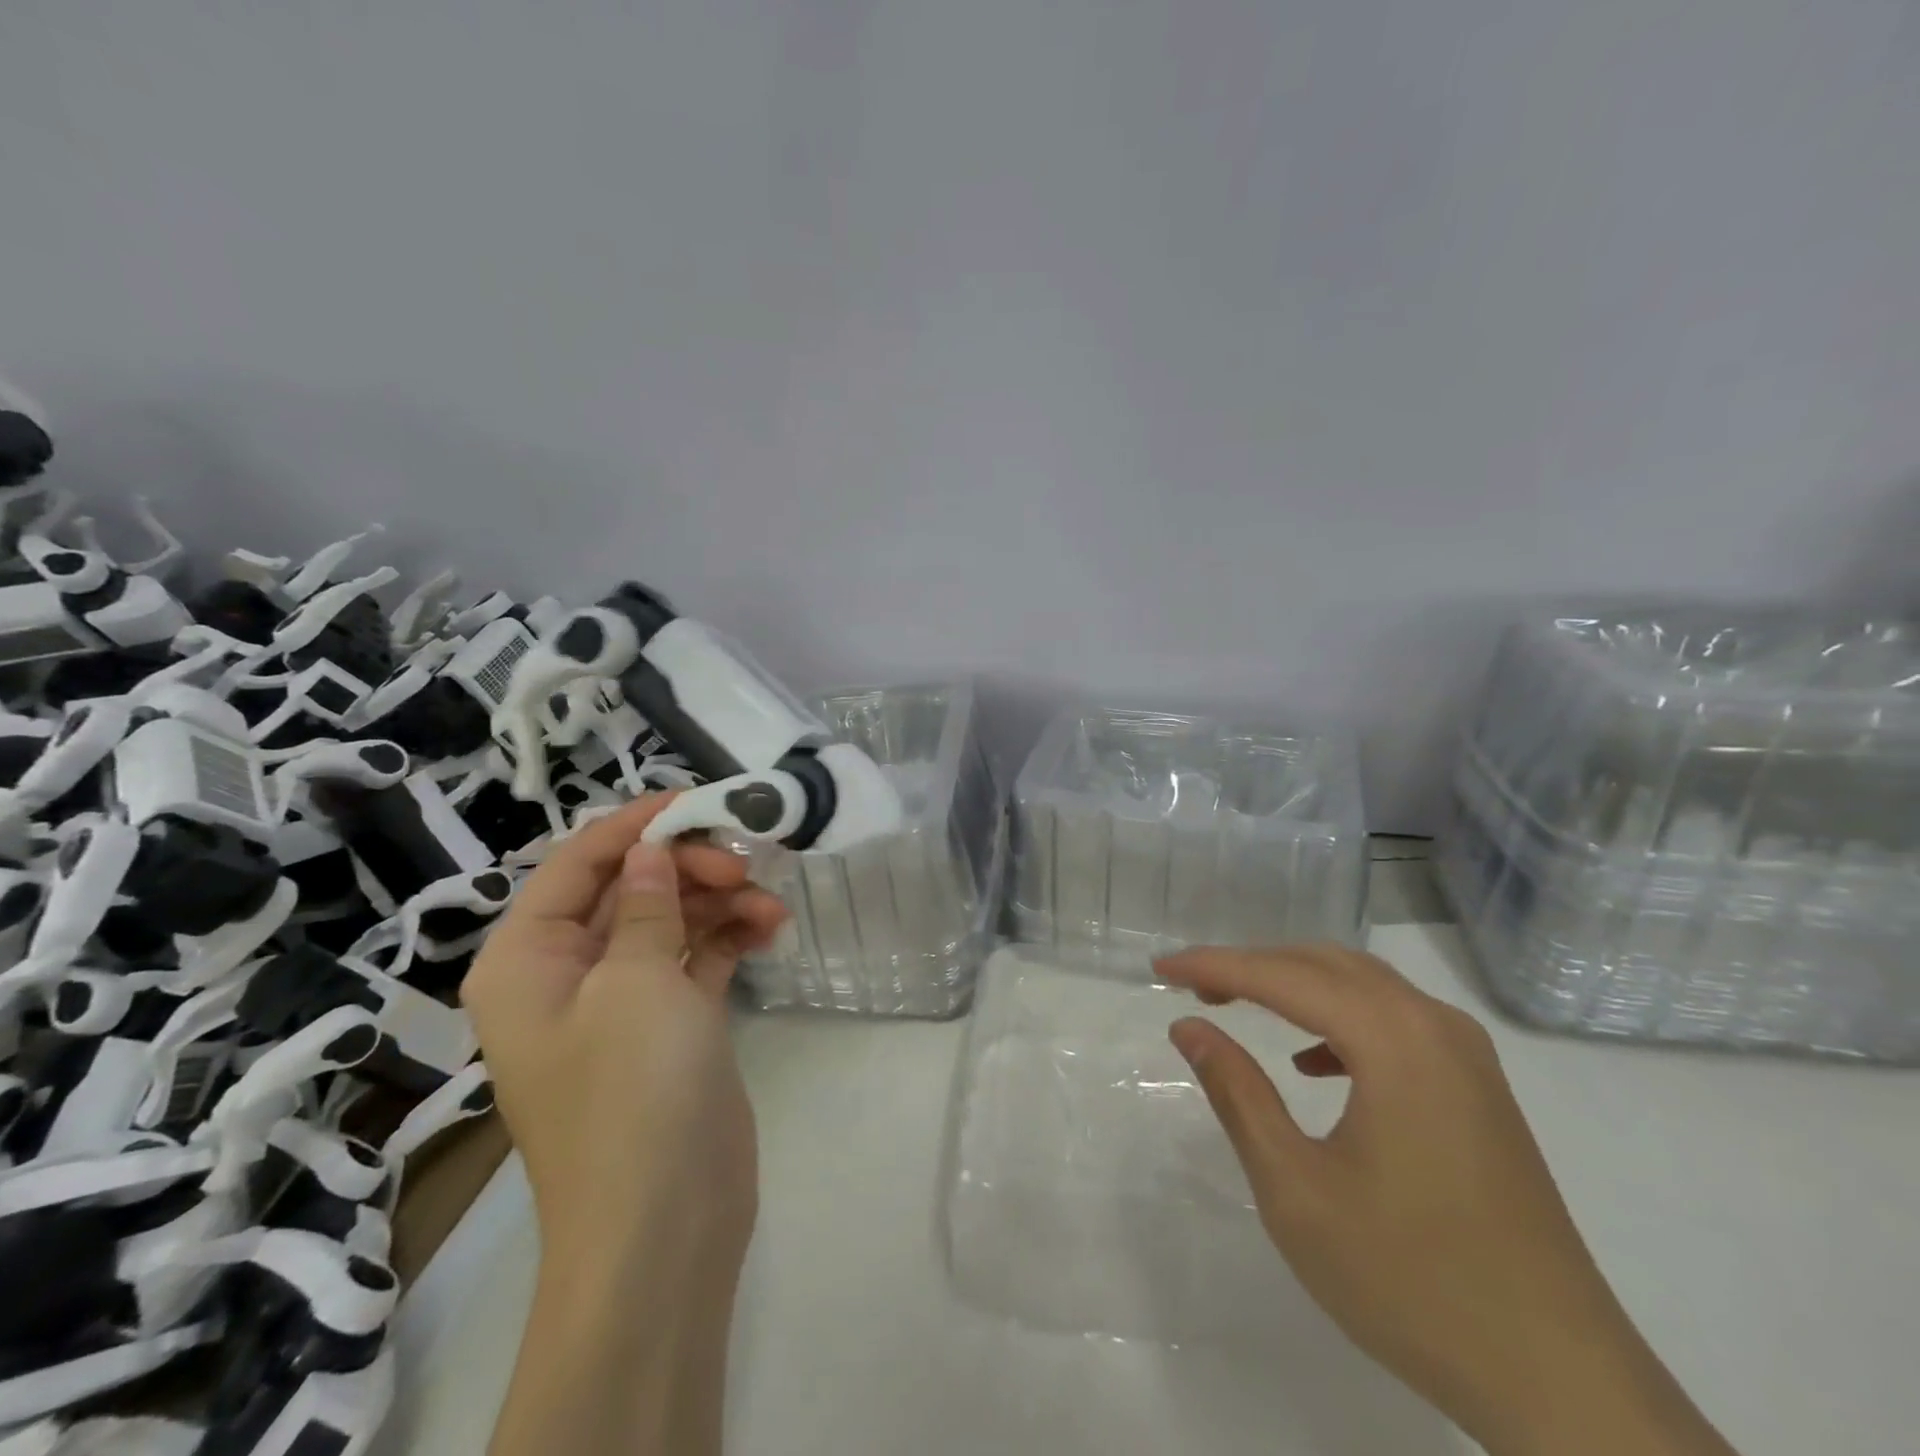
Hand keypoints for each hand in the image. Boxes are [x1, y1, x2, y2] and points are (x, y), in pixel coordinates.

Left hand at [462, 793, 786, 1279]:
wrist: (665, 1222)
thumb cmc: (631, 1091)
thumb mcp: (635, 982)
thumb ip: (643, 903)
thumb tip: (647, 849)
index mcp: (527, 960)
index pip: (575, 864)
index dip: (633, 826)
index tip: (694, 800)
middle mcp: (567, 974)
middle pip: (627, 888)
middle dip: (686, 867)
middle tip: (744, 864)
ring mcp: (622, 1000)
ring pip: (669, 920)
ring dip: (719, 902)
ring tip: (769, 902)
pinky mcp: (670, 1024)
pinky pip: (696, 958)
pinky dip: (730, 938)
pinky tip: (772, 928)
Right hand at [1158, 945, 1734, 1455]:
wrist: (1563, 1384)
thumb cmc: (1412, 1282)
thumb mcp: (1296, 1189)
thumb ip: (1237, 1094)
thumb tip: (1189, 1028)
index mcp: (1394, 1041)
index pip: (1282, 976)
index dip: (1214, 966)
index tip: (1159, 969)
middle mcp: (1436, 1026)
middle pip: (1325, 964)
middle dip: (1251, 965)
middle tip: (1191, 987)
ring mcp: (1467, 1057)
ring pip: (1362, 986)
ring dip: (1294, 985)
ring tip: (1237, 1005)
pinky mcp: (1479, 1089)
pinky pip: (1395, 1020)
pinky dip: (1339, 1018)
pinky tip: (1314, 1063)